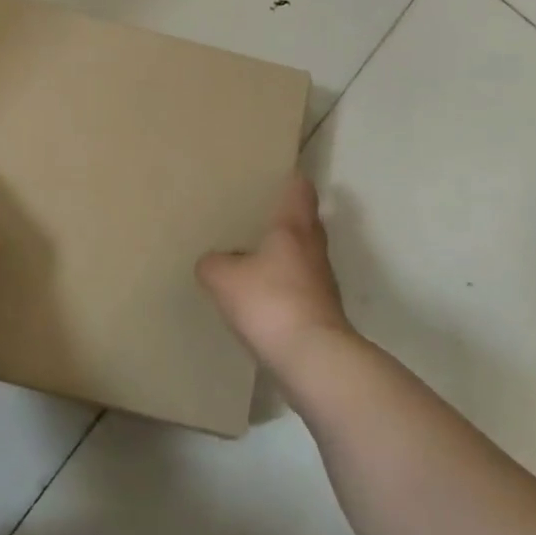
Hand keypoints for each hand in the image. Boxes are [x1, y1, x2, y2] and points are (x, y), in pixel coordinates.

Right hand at [198, 174, 352, 372]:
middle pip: (306, 222)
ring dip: (286, 253)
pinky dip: (285, 284)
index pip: (300, 191)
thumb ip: (213, 264)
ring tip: (255, 254)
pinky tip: (262, 295)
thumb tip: (212, 262)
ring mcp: (323, 282)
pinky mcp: (322, 312)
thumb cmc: (270, 303)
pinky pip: (301, 286)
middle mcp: (313, 248)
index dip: (291, 180)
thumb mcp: (224, 279)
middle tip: (259, 213)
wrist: (314, 359)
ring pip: (304, 255)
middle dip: (287, 216)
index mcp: (293, 228)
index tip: (278, 174)